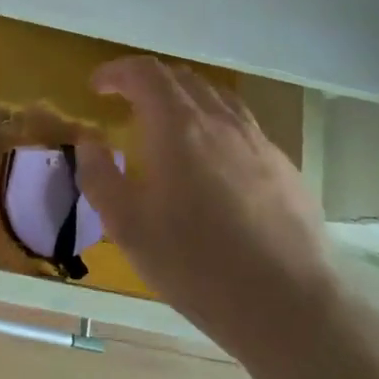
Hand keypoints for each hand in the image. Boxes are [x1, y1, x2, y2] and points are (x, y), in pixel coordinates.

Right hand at [76, 57, 338, 363]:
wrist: (289, 306)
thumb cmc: (195, 263)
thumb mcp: (126, 225)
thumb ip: (99, 174)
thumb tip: (89, 140)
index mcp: (178, 125)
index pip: (144, 73)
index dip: (116, 72)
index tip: (96, 87)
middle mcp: (220, 120)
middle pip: (182, 78)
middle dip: (148, 81)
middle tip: (126, 103)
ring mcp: (258, 142)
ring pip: (217, 97)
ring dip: (184, 98)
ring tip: (168, 125)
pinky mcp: (284, 168)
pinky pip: (242, 126)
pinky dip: (214, 125)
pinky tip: (212, 163)